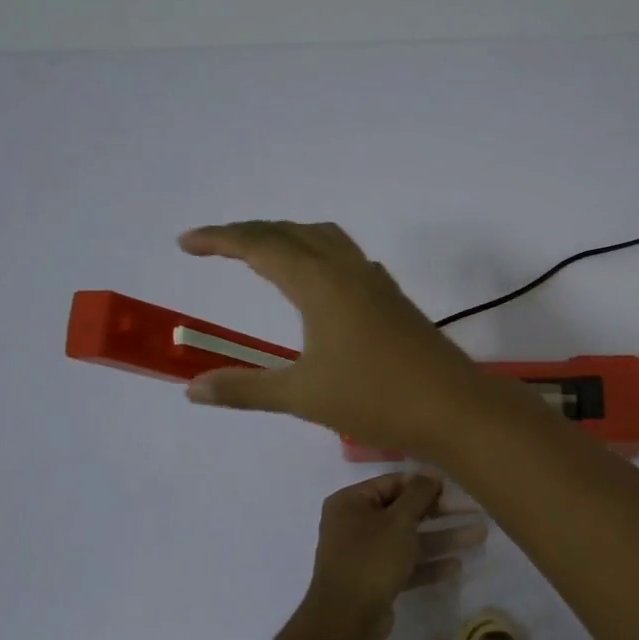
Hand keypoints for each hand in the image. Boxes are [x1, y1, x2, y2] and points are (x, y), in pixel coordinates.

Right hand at [178, 220, 493, 455]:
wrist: (452, 406)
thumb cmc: (374, 398)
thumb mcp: (302, 395)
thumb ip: (245, 388)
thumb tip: (192, 389)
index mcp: (320, 283)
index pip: (260, 245)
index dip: (220, 239)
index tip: (186, 243)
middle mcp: (348, 270)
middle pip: (292, 233)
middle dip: (250, 233)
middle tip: (216, 246)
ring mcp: (376, 282)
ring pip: (325, 240)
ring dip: (289, 238)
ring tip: (262, 255)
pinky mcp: (393, 299)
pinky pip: (348, 258)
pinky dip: (319, 255)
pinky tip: (318, 283)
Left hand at [301, 472, 486, 639]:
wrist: (345, 621)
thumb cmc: (370, 558)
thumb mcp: (398, 520)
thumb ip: (418, 494)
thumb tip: (429, 472)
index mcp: (351, 502)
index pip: (394, 483)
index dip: (425, 483)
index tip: (454, 486)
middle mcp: (355, 524)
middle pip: (405, 511)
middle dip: (441, 513)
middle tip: (474, 510)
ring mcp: (366, 554)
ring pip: (410, 540)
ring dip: (443, 538)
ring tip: (480, 535)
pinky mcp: (377, 580)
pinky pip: (406, 565)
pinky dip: (429, 564)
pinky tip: (456, 565)